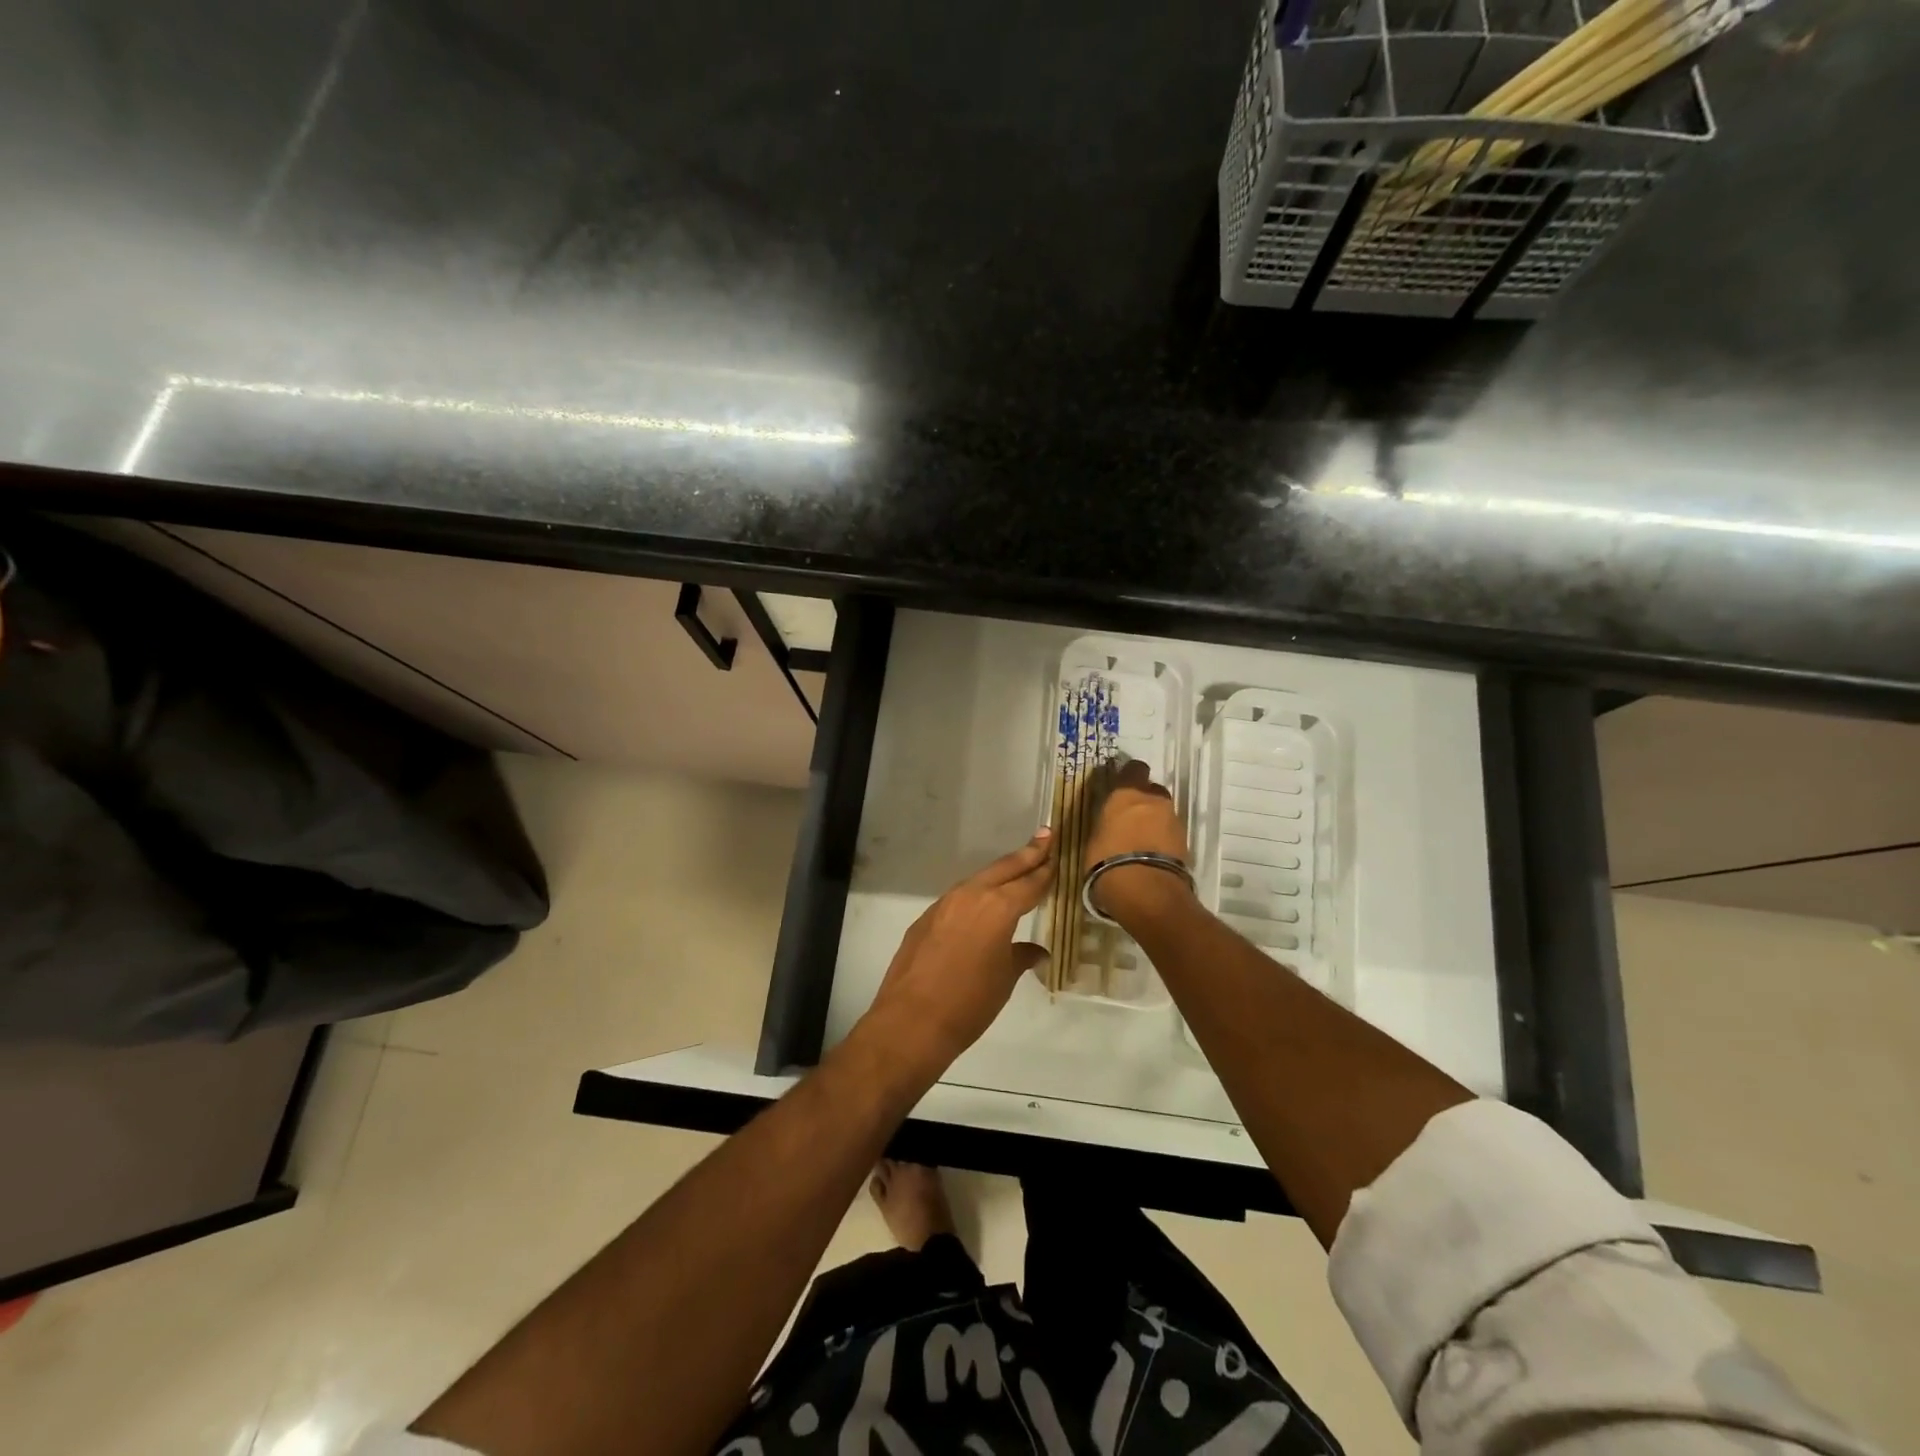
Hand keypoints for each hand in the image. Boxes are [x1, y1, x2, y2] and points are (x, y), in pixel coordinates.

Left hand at [857, 831, 1053, 1081]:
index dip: (1045, 870)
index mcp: (998, 907)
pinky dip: (976, 894)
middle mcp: (971, 896)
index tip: (1056, 856)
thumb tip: (1035, 951)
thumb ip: (1020, 956)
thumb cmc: (969, 1002)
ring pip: (979, 880)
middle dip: (1026, 854)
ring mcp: (944, 905)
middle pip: (1004, 869)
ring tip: (1017, 867)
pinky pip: (959, 898)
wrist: (912, 1020)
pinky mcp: (926, 918)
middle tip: (1045, 836)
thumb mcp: (1004, 979)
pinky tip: (982, 904)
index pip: (1029, 883)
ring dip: (1000, 873)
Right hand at [1082, 759, 1193, 923]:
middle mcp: (1153, 800)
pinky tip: (1151, 855)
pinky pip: (1170, 833)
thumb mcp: (1095, 839)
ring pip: (1163, 812)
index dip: (1129, 776)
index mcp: (1127, 794)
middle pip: (1152, 791)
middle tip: (1131, 817)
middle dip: (1144, 801)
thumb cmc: (1107, 861)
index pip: (1133, 769)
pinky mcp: (1185, 842)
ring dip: (1155, 821)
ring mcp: (1173, 820)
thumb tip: (1109, 826)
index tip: (1121, 786)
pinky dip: (1163, 839)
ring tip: (1141, 841)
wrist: (1145, 890)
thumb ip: (1106, 825)